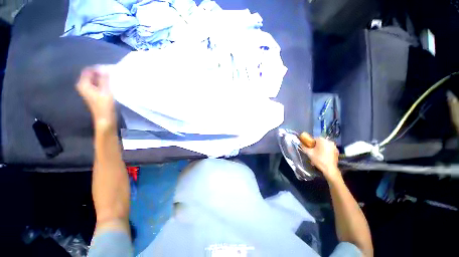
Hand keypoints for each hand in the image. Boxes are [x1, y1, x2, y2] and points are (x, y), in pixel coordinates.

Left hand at [76, 67, 116, 130]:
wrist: (105, 118)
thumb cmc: (104, 105)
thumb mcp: (105, 91)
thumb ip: (104, 79)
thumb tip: (104, 68)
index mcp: (83, 84)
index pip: (89, 70)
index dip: (98, 68)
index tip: (109, 70)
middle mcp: (83, 85)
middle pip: (91, 74)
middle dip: (101, 73)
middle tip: (112, 74)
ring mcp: (88, 90)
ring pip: (95, 79)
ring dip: (103, 78)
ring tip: (113, 79)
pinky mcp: (94, 94)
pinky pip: (97, 84)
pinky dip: (103, 83)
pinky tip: (111, 85)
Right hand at [301, 137, 340, 179]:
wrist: (329, 169)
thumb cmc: (319, 159)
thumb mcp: (309, 153)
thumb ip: (304, 147)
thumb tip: (300, 144)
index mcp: (322, 140)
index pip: (314, 139)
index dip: (310, 143)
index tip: (309, 148)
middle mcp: (329, 141)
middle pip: (320, 142)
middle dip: (316, 147)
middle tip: (313, 153)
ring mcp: (334, 146)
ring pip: (325, 146)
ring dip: (321, 149)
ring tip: (318, 156)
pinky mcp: (337, 151)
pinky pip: (329, 149)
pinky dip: (326, 152)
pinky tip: (323, 157)